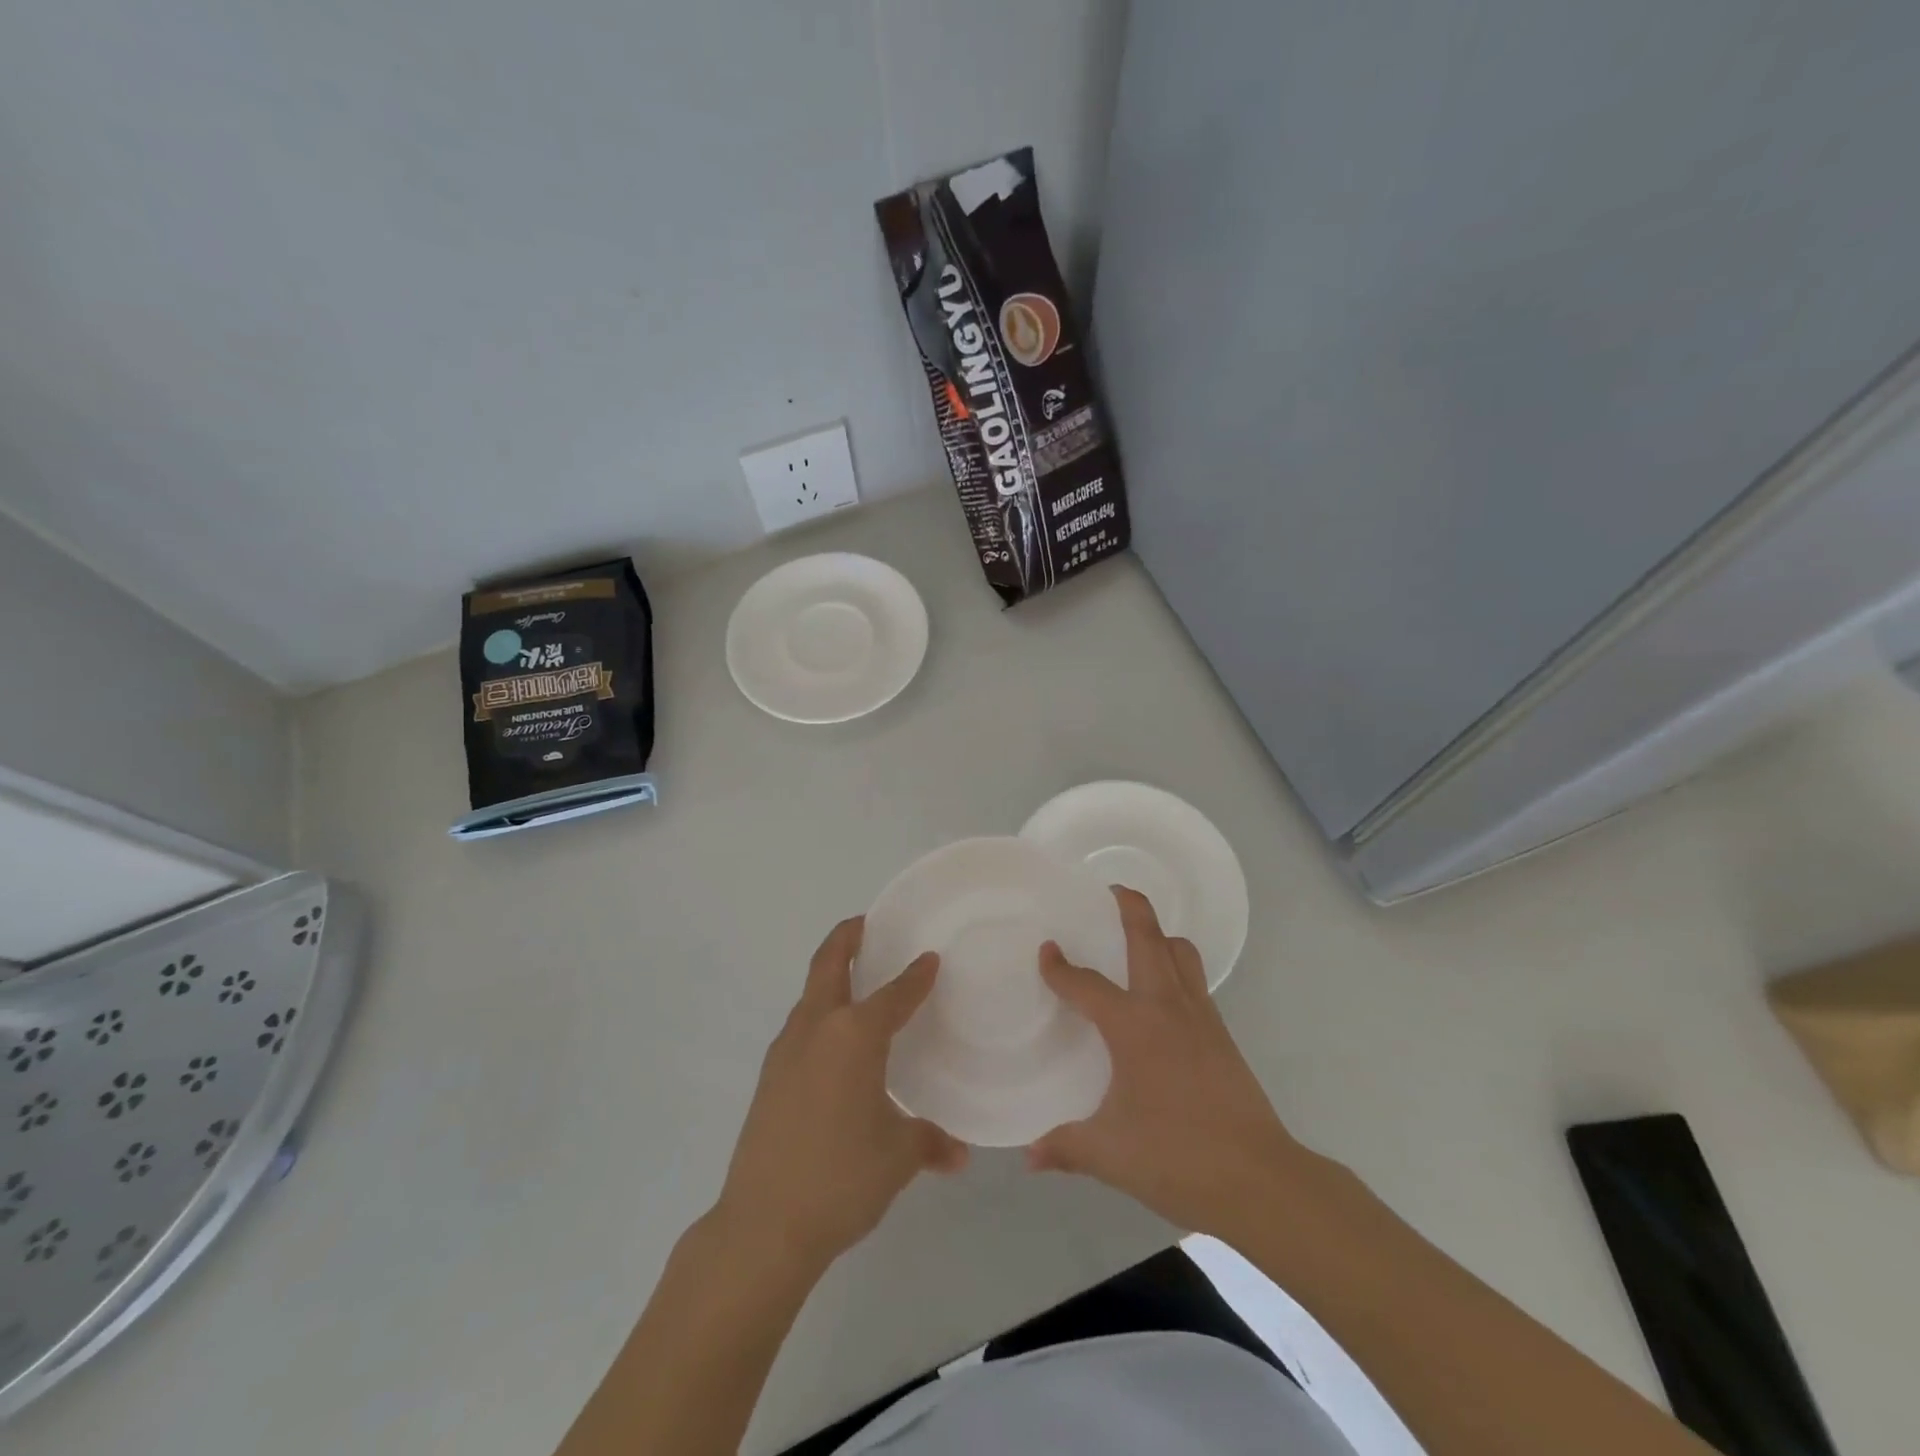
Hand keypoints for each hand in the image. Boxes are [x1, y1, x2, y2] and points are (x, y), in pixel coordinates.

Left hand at [714, 917, 967, 1272]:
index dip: (916, 975)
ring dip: (831, 975)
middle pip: (829, 963)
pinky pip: (801, 1025)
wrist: (762, 1225)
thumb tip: (959, 1153)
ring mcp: (786, 1050)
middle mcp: (818, 1028)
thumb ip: (930, 1143)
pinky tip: (836, 1044)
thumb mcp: (897, 1157)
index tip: (930, 958)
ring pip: (811, 993)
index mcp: (855, 1036)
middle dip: (848, 937)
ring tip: (859, 982)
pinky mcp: (769, 1075)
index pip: (895, 993)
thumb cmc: (840, 1178)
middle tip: (869, 925)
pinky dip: (820, 1013)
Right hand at [1027, 888, 1304, 1238]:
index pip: (1087, 985)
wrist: (1259, 1179)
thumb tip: (1029, 1156)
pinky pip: (1195, 981)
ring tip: (1138, 937)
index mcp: (1133, 1026)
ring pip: (1181, 953)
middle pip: (1149, 938)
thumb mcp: (1110, 1154)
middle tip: (1111, 891)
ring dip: (1159, 934)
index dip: (1061, 967)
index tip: (1046, 951)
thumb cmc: (1177, 1157)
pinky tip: (1162, 995)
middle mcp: (1167, 1007)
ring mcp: (1201, 1017)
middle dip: (1130, 906)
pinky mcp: (1222, 1034)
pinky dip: (1176, 968)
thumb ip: (1065, 1147)